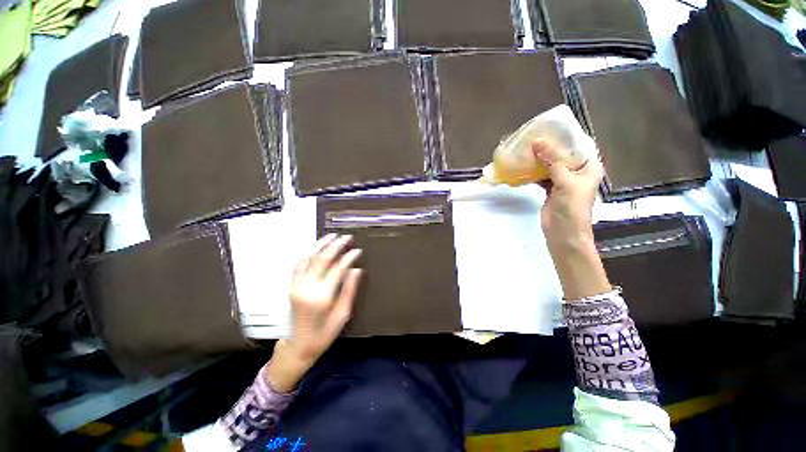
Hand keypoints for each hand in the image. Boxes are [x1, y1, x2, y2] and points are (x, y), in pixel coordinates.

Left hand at [265, 234, 362, 391]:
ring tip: (333, 236)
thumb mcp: (342, 315)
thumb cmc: (324, 334)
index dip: (349, 257)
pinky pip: (298, 265)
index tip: (357, 250)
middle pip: (323, 259)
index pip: (338, 268)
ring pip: (309, 258)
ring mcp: (297, 285)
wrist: (297, 347)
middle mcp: (308, 287)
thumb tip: (356, 270)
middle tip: (347, 237)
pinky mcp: (291, 286)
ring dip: (321, 245)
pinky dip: (307, 254)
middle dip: (336, 245)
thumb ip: (349, 290)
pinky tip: (315, 248)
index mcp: (322, 296)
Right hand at [533, 139, 602, 251]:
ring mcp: (563, 181)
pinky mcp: (551, 189)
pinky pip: (542, 175)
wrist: (563, 234)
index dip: (565, 136)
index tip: (548, 128)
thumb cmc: (572, 208)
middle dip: (548, 146)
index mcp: (589, 167)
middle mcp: (577, 171)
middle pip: (562, 154)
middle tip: (531, 137)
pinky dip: (533, 171)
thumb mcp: (565, 181)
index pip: (579, 145)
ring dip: (539, 159)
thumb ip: (552, 161)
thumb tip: (537, 141)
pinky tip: (523, 166)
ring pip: (550, 164)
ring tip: (525, 149)